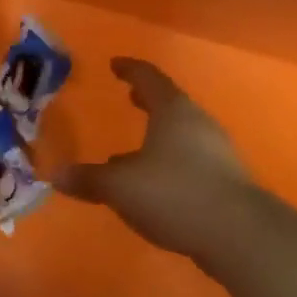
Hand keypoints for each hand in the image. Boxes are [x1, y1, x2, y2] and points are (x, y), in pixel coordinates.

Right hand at [59, 58, 266, 264]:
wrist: (238, 233)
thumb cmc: (174, 193)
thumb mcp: (121, 186)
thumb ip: (89, 179)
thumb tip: (57, 174)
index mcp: (173, 111)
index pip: (149, 78)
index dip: (130, 69)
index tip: (116, 64)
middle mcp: (197, 122)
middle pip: (169, 103)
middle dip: (147, 100)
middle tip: (130, 97)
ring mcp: (216, 151)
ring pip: (181, 133)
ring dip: (158, 134)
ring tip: (133, 148)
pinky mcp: (225, 179)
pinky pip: (191, 159)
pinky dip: (170, 160)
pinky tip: (156, 184)